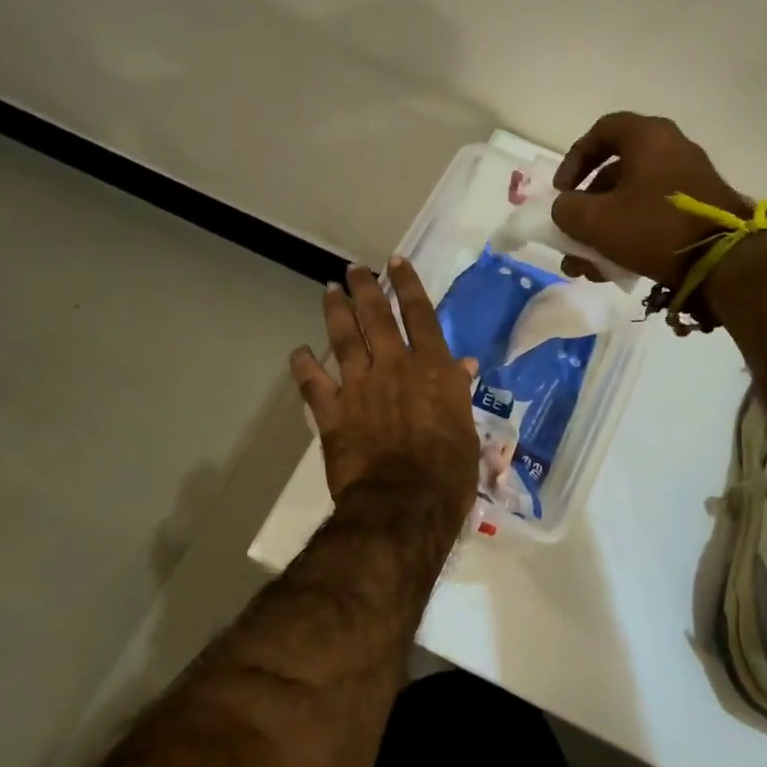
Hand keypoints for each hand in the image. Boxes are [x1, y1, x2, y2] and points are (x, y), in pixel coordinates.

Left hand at [290, 259, 480, 522]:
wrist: (403, 504)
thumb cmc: (448, 473)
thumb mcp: (467, 431)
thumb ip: (458, 393)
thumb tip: (463, 366)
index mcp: (432, 368)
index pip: (420, 315)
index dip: (407, 285)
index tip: (396, 262)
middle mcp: (394, 366)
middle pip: (377, 317)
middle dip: (365, 288)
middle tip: (354, 270)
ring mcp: (360, 386)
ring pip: (344, 338)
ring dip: (336, 312)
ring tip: (329, 291)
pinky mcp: (332, 411)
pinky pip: (313, 382)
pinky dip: (304, 365)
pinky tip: (299, 352)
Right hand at [550, 113, 751, 286]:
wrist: (724, 261)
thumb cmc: (654, 228)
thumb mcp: (595, 221)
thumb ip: (566, 209)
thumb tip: (565, 208)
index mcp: (648, 138)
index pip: (602, 131)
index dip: (574, 159)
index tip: (562, 190)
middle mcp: (671, 149)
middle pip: (615, 171)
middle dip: (586, 207)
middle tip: (572, 232)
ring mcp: (688, 180)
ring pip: (632, 200)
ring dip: (603, 229)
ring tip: (586, 265)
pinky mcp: (698, 209)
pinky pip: (652, 215)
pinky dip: (629, 235)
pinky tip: (613, 269)